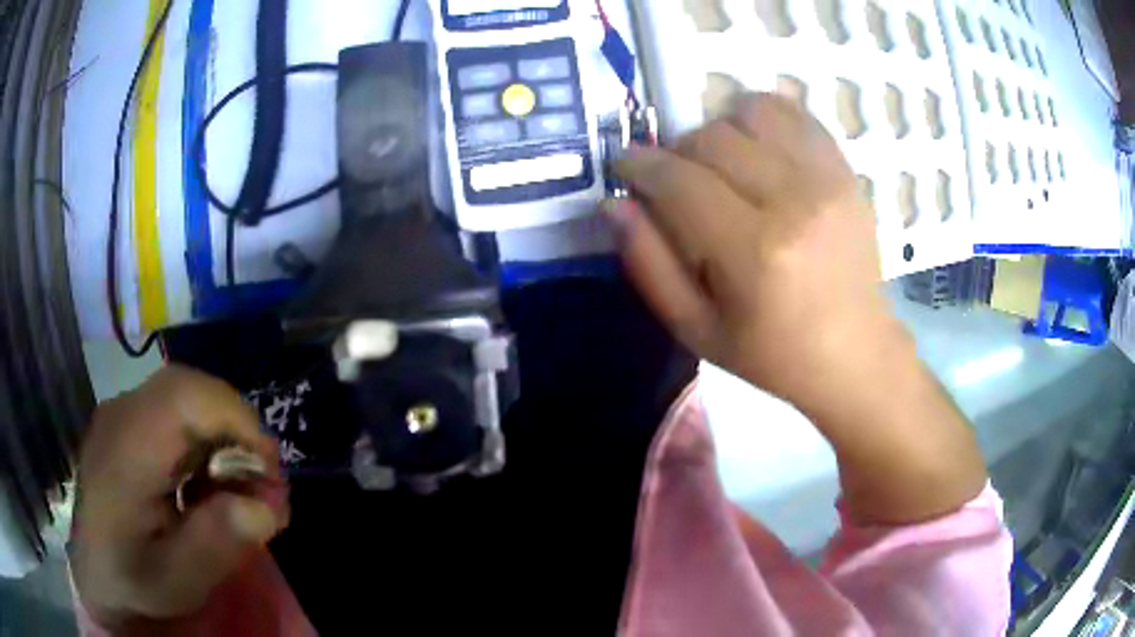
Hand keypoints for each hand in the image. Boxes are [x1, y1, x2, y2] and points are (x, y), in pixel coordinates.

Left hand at [71, 365, 287, 628]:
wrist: (96, 576)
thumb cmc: (133, 581)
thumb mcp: (178, 579)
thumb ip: (218, 542)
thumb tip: (265, 506)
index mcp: (127, 449)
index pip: (186, 397)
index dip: (237, 420)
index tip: (268, 472)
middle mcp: (121, 414)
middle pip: (188, 388)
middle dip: (235, 427)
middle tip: (259, 480)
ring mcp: (120, 415)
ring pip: (183, 396)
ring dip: (220, 435)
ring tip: (235, 487)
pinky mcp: (124, 425)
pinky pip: (171, 413)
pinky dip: (201, 440)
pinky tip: (204, 482)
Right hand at [608, 93, 899, 407]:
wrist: (854, 351)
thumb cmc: (772, 353)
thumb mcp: (696, 328)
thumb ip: (648, 263)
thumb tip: (614, 203)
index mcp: (753, 252)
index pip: (678, 180)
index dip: (639, 164)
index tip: (625, 165)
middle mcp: (794, 201)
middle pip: (711, 137)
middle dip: (678, 152)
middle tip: (678, 181)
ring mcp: (826, 179)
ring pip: (751, 112)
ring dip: (721, 129)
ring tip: (721, 162)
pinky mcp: (846, 170)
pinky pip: (795, 113)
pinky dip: (765, 117)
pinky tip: (758, 147)